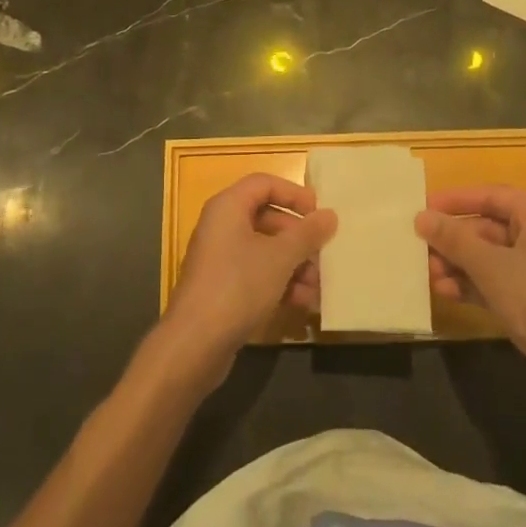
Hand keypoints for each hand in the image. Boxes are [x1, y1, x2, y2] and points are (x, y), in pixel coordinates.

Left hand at [159, 173, 335, 392]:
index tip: (319, 213)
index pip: (264, 184)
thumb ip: (307, 234)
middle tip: (323, 254)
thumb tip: (330, 215)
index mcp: (228, 207)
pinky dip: (279, 283)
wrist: (195, 343)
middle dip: (298, 238)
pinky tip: (302, 303)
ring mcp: (220, 258)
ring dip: (293, 265)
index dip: (294, 194)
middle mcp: (221, 226)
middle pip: (267, 218)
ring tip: (317, 286)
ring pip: (264, 249)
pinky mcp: (222, 287)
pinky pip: (256, 273)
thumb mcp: (280, 257)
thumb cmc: (238, 286)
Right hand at [416, 185, 525, 408]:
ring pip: (491, 258)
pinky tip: (447, 294)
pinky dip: (473, 285)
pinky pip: (498, 283)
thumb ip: (453, 239)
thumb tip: (422, 216)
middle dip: (454, 239)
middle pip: (490, 228)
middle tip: (422, 247)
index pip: (494, 195)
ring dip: (459, 264)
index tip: (426, 206)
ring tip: (430, 275)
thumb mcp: (489, 266)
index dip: (459, 198)